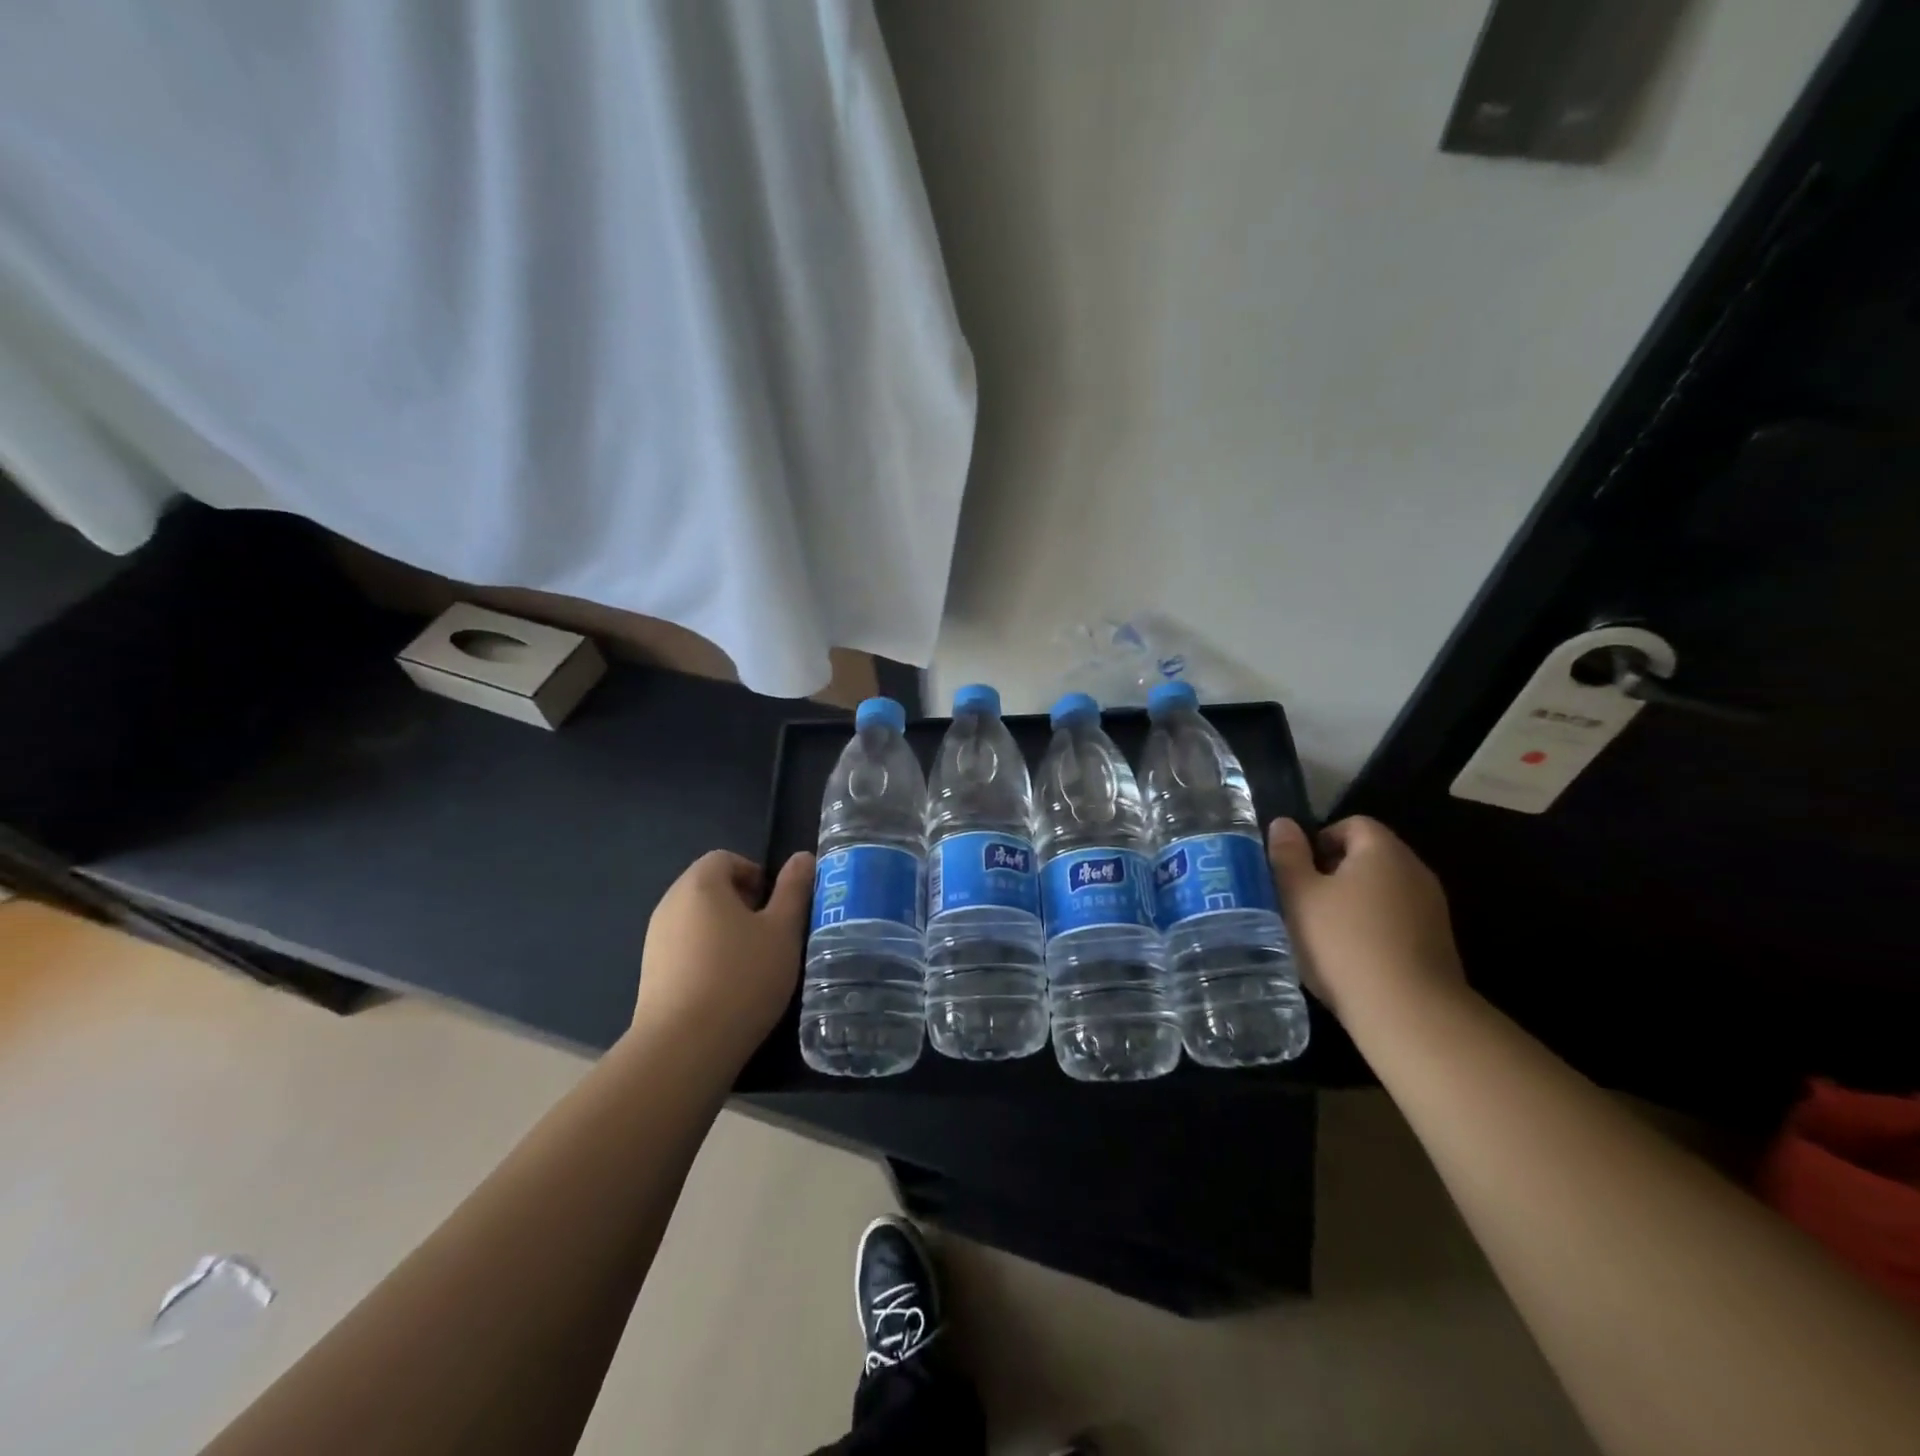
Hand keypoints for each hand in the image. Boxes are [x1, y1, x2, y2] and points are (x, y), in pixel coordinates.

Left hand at [632, 849, 815, 1067]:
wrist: (684, 1047)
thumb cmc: (742, 977)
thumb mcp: (782, 931)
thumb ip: (793, 890)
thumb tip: (802, 857)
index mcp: (700, 884)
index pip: (726, 858)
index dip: (756, 874)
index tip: (777, 906)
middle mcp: (670, 904)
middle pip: (709, 888)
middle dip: (743, 903)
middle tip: (771, 934)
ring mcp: (655, 940)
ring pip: (697, 921)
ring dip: (725, 932)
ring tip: (753, 964)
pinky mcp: (650, 974)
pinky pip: (684, 949)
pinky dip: (707, 957)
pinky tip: (727, 989)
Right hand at [1267, 816, 1464, 1027]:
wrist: (1409, 1013)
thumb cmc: (1344, 942)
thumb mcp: (1299, 895)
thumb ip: (1288, 856)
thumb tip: (1284, 824)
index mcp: (1383, 851)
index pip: (1352, 824)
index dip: (1320, 840)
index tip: (1297, 870)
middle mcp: (1415, 871)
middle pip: (1369, 856)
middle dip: (1333, 872)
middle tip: (1303, 900)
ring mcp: (1432, 909)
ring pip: (1383, 891)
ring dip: (1353, 902)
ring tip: (1323, 931)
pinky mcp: (1437, 944)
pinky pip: (1397, 920)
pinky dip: (1373, 928)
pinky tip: (1351, 957)